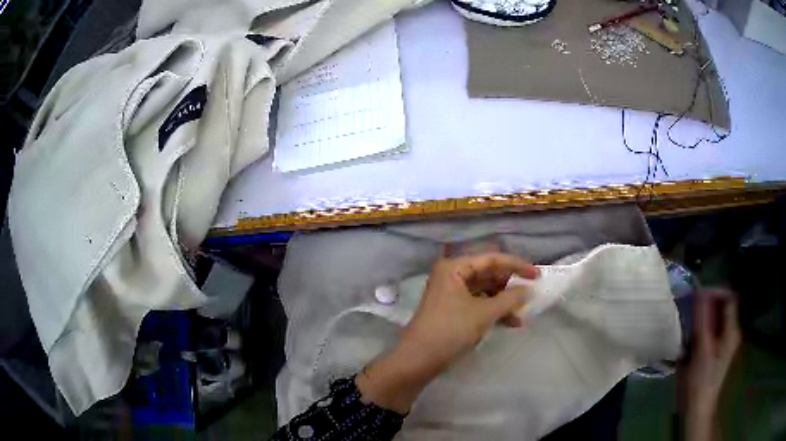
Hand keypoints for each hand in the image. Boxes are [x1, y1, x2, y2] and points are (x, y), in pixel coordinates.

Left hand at [357, 253, 538, 413]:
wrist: (419, 359)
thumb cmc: (450, 330)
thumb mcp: (484, 313)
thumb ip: (509, 299)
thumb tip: (528, 290)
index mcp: (454, 267)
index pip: (491, 259)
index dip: (516, 265)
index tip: (537, 275)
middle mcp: (452, 275)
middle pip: (488, 274)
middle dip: (510, 285)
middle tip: (531, 294)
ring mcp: (452, 294)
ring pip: (485, 291)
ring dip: (504, 301)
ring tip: (522, 314)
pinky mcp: (453, 310)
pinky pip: (479, 304)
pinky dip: (494, 311)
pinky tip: (511, 322)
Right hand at [680, 289, 740, 440]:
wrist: (698, 408)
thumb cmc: (701, 381)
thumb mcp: (702, 350)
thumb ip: (702, 321)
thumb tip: (699, 292)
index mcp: (732, 330)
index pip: (728, 297)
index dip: (714, 291)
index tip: (696, 296)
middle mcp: (731, 331)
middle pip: (721, 306)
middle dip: (706, 303)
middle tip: (689, 308)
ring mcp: (724, 341)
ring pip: (715, 317)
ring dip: (702, 316)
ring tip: (687, 321)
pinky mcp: (716, 349)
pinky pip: (710, 329)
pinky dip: (700, 327)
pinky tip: (689, 336)